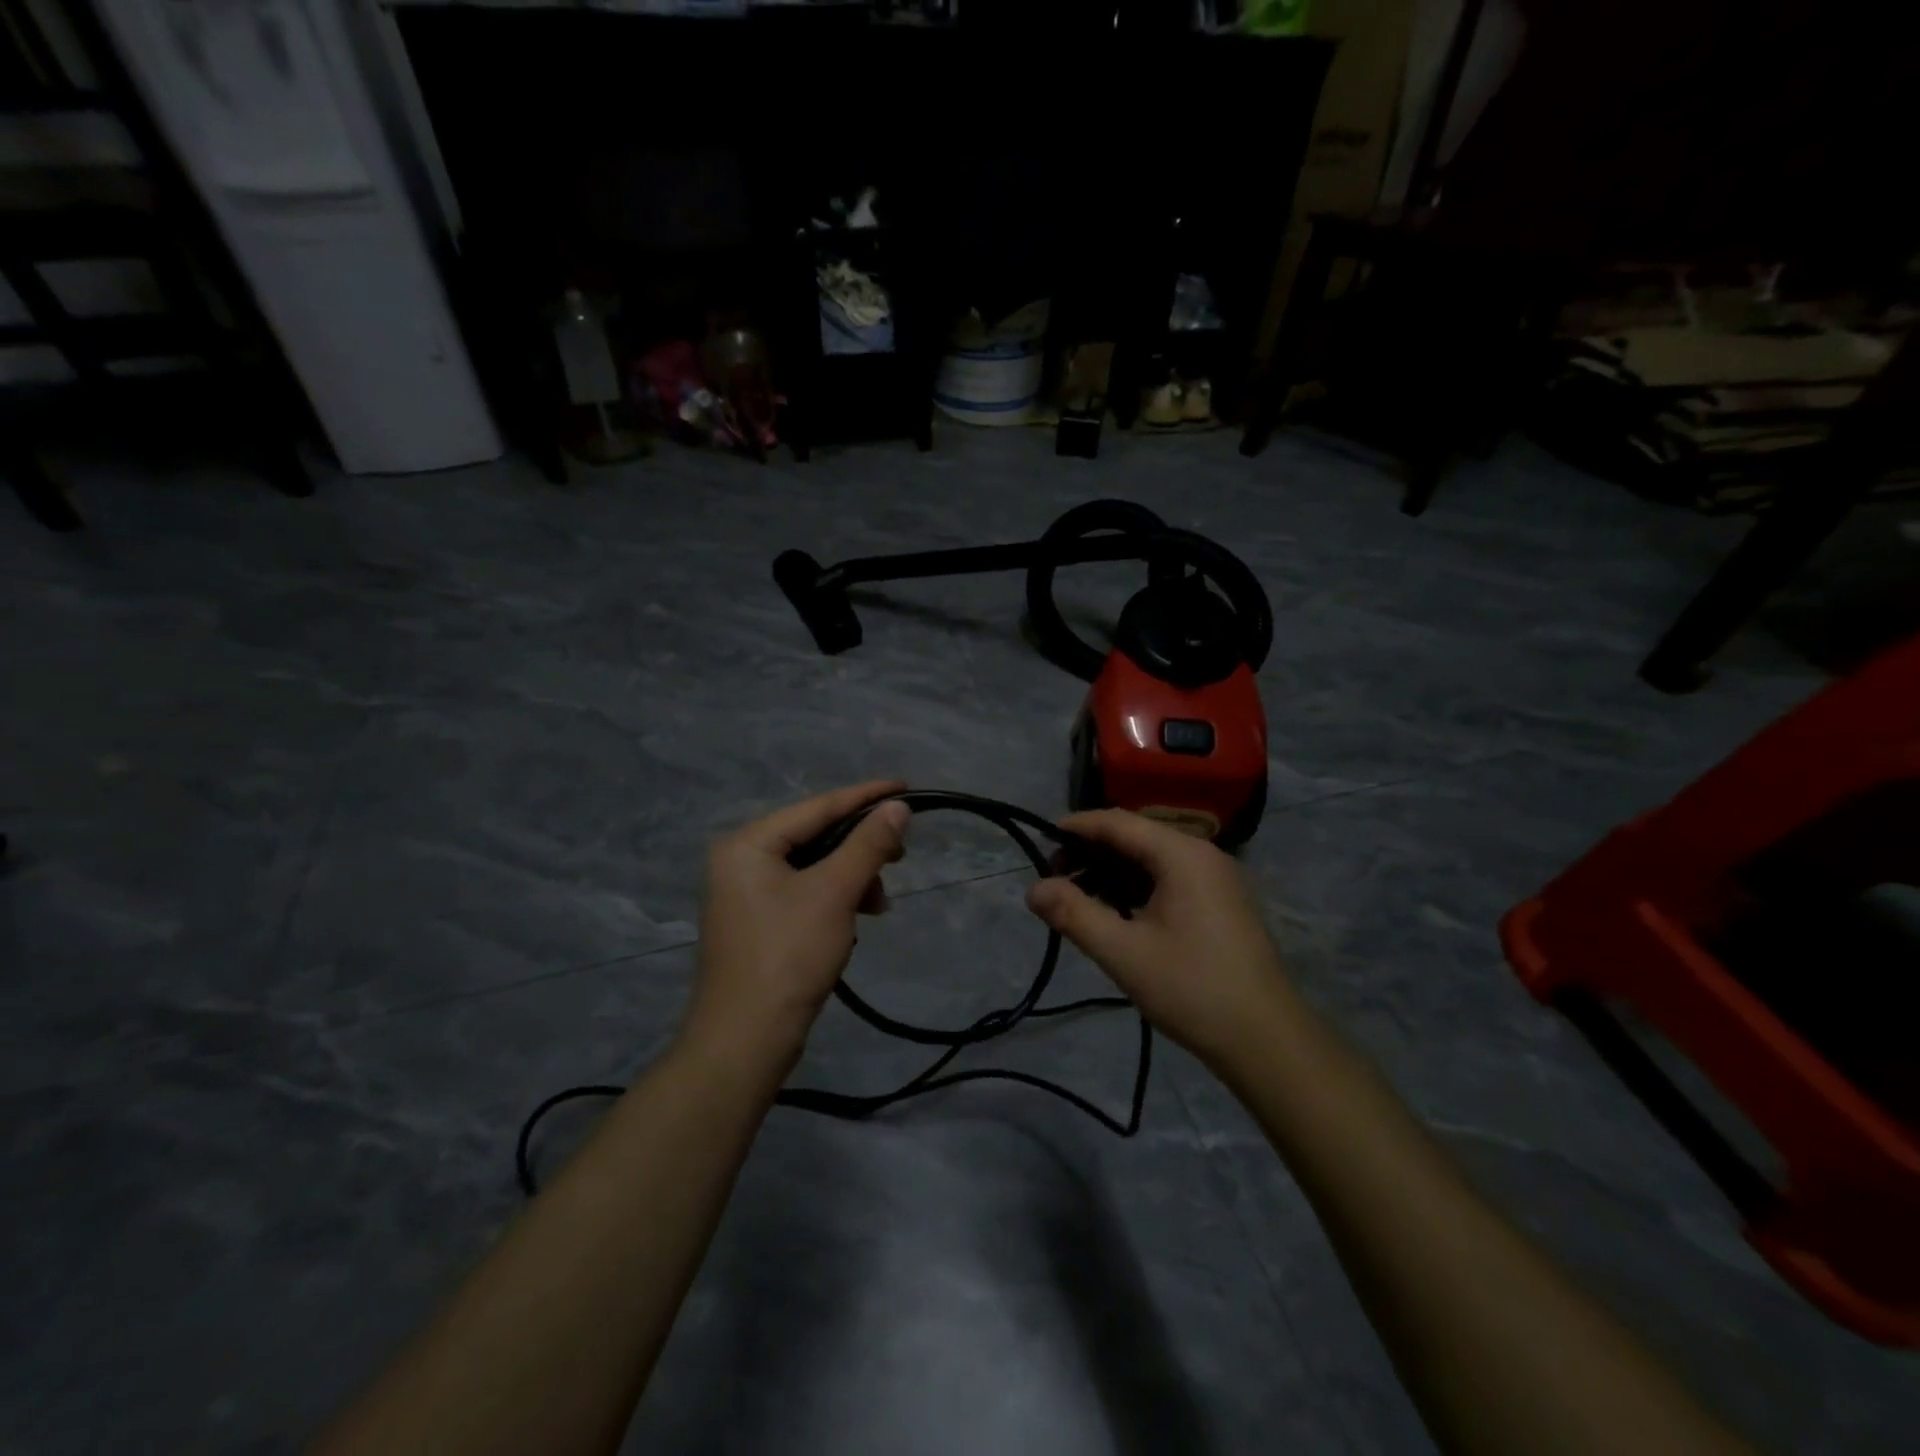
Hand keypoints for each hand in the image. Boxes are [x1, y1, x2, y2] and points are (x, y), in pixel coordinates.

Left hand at [681, 780, 909, 1074]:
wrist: (744, 1043)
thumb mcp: (835, 893)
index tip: (906, 787)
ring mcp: (746, 894)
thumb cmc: (788, 956)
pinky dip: (834, 901)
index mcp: (748, 843)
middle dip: (861, 847)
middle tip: (901, 855)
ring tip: (879, 904)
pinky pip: (805, 894)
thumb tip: (898, 808)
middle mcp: (741, 861)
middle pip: (815, 836)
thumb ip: (868, 845)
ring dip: (852, 879)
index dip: (866, 796)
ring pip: (813, 868)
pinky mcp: (758, 924)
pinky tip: (854, 922)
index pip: (817, 806)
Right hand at [1027, 810, 1297, 1068]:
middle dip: (1092, 853)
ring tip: (1079, 900)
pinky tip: (1118, 914)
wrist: (1266, 1041)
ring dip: (1113, 873)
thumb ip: (1073, 914)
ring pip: (1152, 859)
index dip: (1077, 828)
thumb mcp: (1123, 952)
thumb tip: (1033, 889)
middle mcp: (1202, 855)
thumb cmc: (1192, 989)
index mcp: (1182, 855)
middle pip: (1136, 837)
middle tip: (1056, 880)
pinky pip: (1169, 879)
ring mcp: (1216, 879)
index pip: (1118, 822)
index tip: (1040, 843)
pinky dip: (1137, 887)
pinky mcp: (1221, 903)